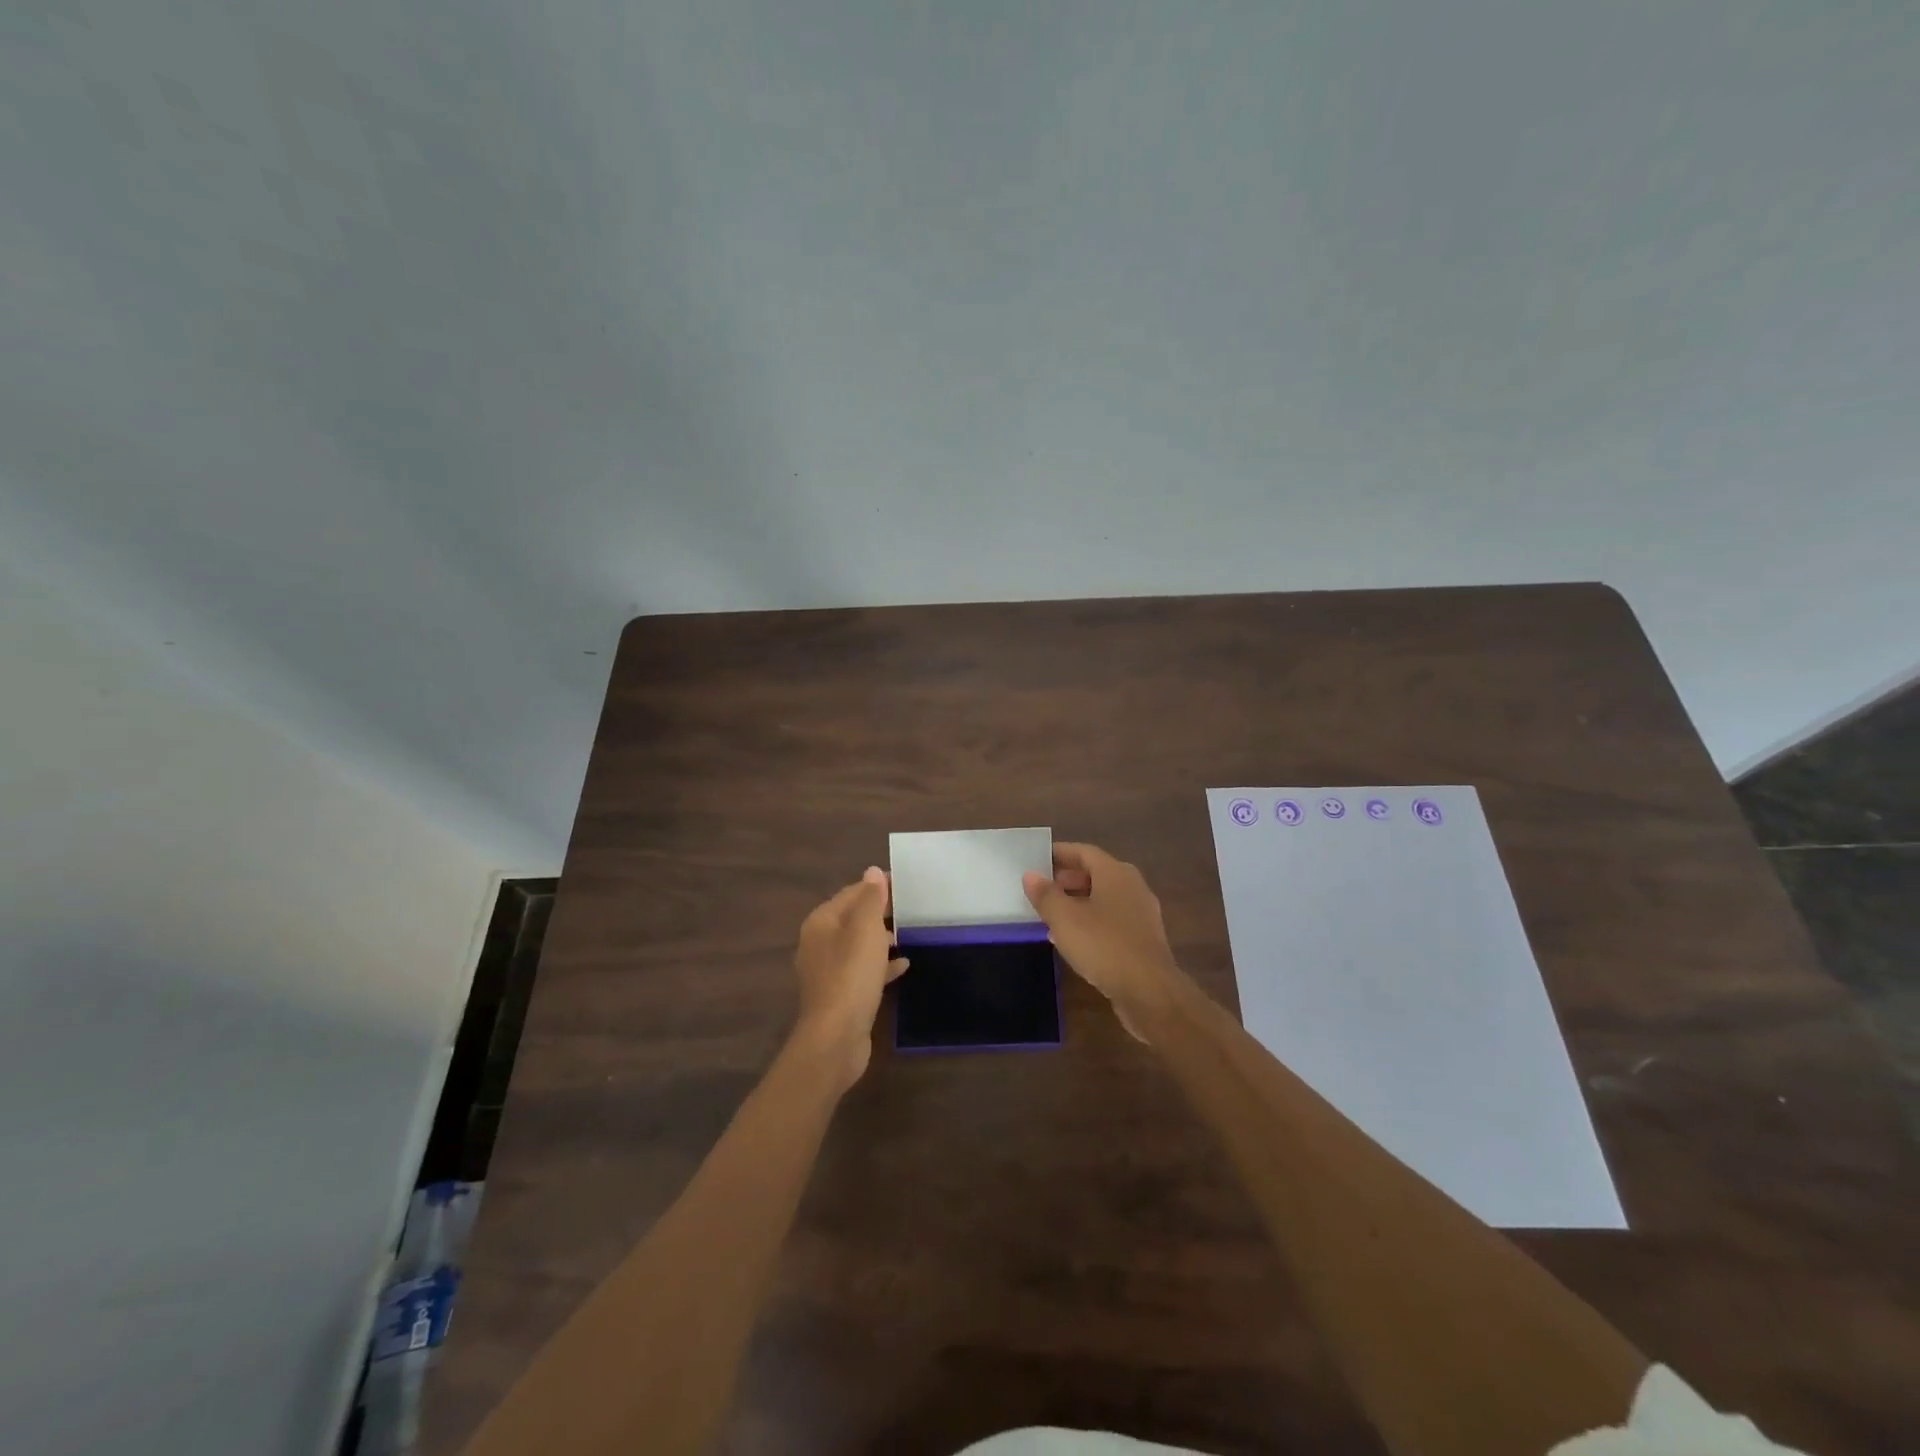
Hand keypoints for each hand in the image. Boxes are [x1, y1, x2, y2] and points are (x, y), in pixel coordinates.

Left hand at [792, 867, 908, 1085]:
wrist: (835, 1038)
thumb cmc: (851, 976)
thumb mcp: (866, 930)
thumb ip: (871, 899)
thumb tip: (872, 871)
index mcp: (821, 922)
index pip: (851, 893)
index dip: (876, 887)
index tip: (905, 884)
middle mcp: (819, 943)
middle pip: (853, 918)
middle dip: (880, 912)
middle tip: (911, 908)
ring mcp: (828, 971)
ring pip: (858, 945)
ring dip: (881, 939)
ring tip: (909, 934)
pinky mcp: (839, 994)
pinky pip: (862, 970)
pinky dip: (880, 965)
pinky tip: (903, 965)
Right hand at [1023, 843, 1184, 1041]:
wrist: (1149, 991)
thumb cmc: (1103, 945)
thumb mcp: (1064, 919)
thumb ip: (1046, 894)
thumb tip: (1031, 875)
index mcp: (1116, 873)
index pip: (1084, 852)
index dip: (1060, 853)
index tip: (1038, 859)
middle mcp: (1133, 886)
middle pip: (1097, 873)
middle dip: (1069, 878)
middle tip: (1043, 888)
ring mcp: (1142, 913)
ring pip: (1105, 898)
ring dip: (1079, 902)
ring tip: (1053, 914)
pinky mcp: (1144, 939)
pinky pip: (1113, 920)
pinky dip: (1092, 921)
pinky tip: (1075, 939)